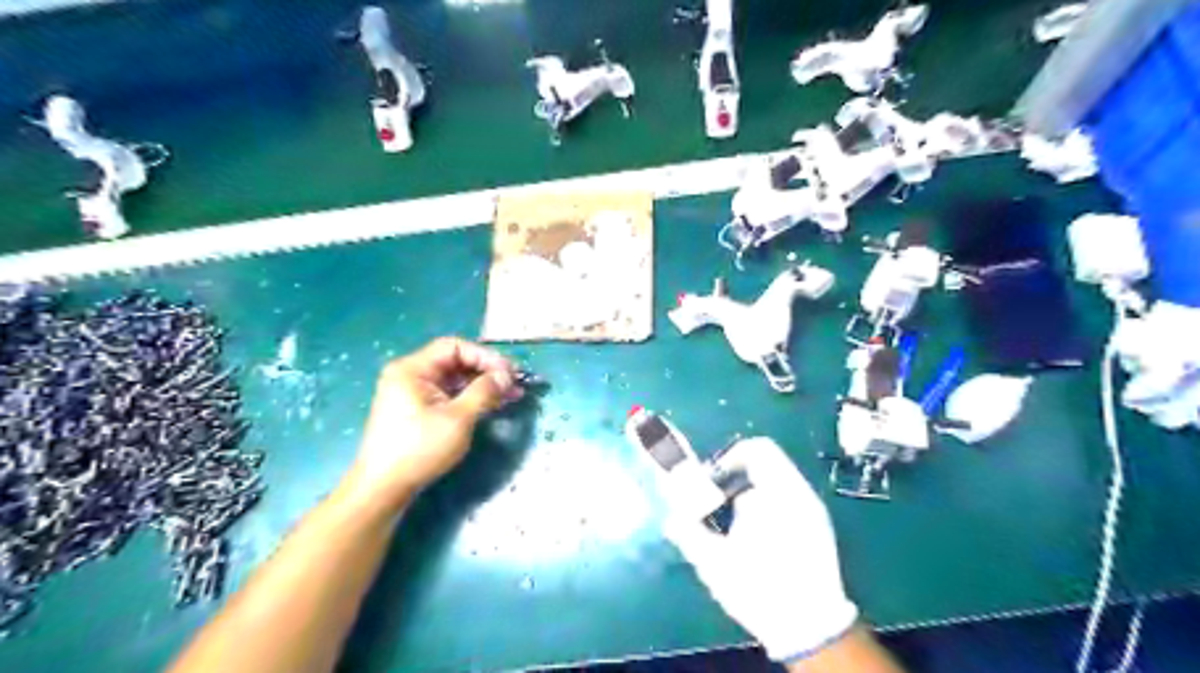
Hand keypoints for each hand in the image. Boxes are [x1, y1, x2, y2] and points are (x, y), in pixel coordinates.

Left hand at [343, 339, 521, 513]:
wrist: (383, 488)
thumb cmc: (419, 449)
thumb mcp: (457, 418)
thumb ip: (484, 392)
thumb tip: (506, 375)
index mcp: (412, 369)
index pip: (454, 347)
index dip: (485, 356)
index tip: (509, 373)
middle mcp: (410, 375)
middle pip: (455, 361)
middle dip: (487, 371)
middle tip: (514, 384)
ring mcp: (412, 393)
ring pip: (454, 380)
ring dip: (482, 386)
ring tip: (511, 395)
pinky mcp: (417, 411)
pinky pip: (449, 394)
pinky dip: (470, 398)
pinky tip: (492, 405)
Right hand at [660, 437, 856, 662]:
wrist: (812, 629)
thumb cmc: (760, 589)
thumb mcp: (715, 563)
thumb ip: (688, 533)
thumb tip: (670, 517)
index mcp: (779, 493)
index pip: (757, 449)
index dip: (728, 458)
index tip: (711, 482)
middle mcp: (800, 494)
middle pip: (763, 465)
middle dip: (733, 481)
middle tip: (715, 505)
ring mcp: (812, 510)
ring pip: (774, 484)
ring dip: (748, 495)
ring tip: (732, 525)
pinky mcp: (818, 527)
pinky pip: (786, 500)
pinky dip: (765, 508)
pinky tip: (754, 538)